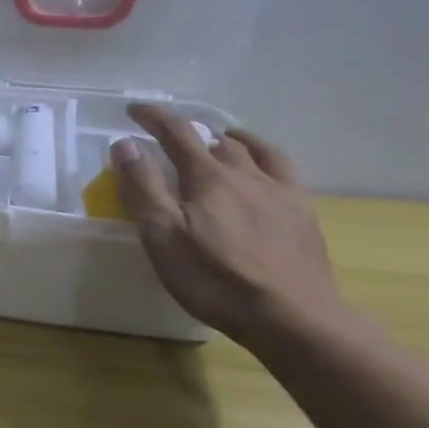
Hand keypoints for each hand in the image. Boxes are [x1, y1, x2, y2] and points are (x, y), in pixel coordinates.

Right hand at [111, 104, 342, 344]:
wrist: (293, 318)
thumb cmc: (215, 279)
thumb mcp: (163, 236)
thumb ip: (143, 187)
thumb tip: (125, 145)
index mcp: (208, 178)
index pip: (177, 133)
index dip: (154, 117)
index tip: (134, 109)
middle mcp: (246, 175)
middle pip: (216, 140)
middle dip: (190, 131)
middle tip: (173, 137)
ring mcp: (280, 193)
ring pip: (255, 151)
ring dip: (232, 140)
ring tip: (222, 140)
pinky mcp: (303, 215)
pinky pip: (284, 172)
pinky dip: (266, 160)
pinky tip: (264, 176)